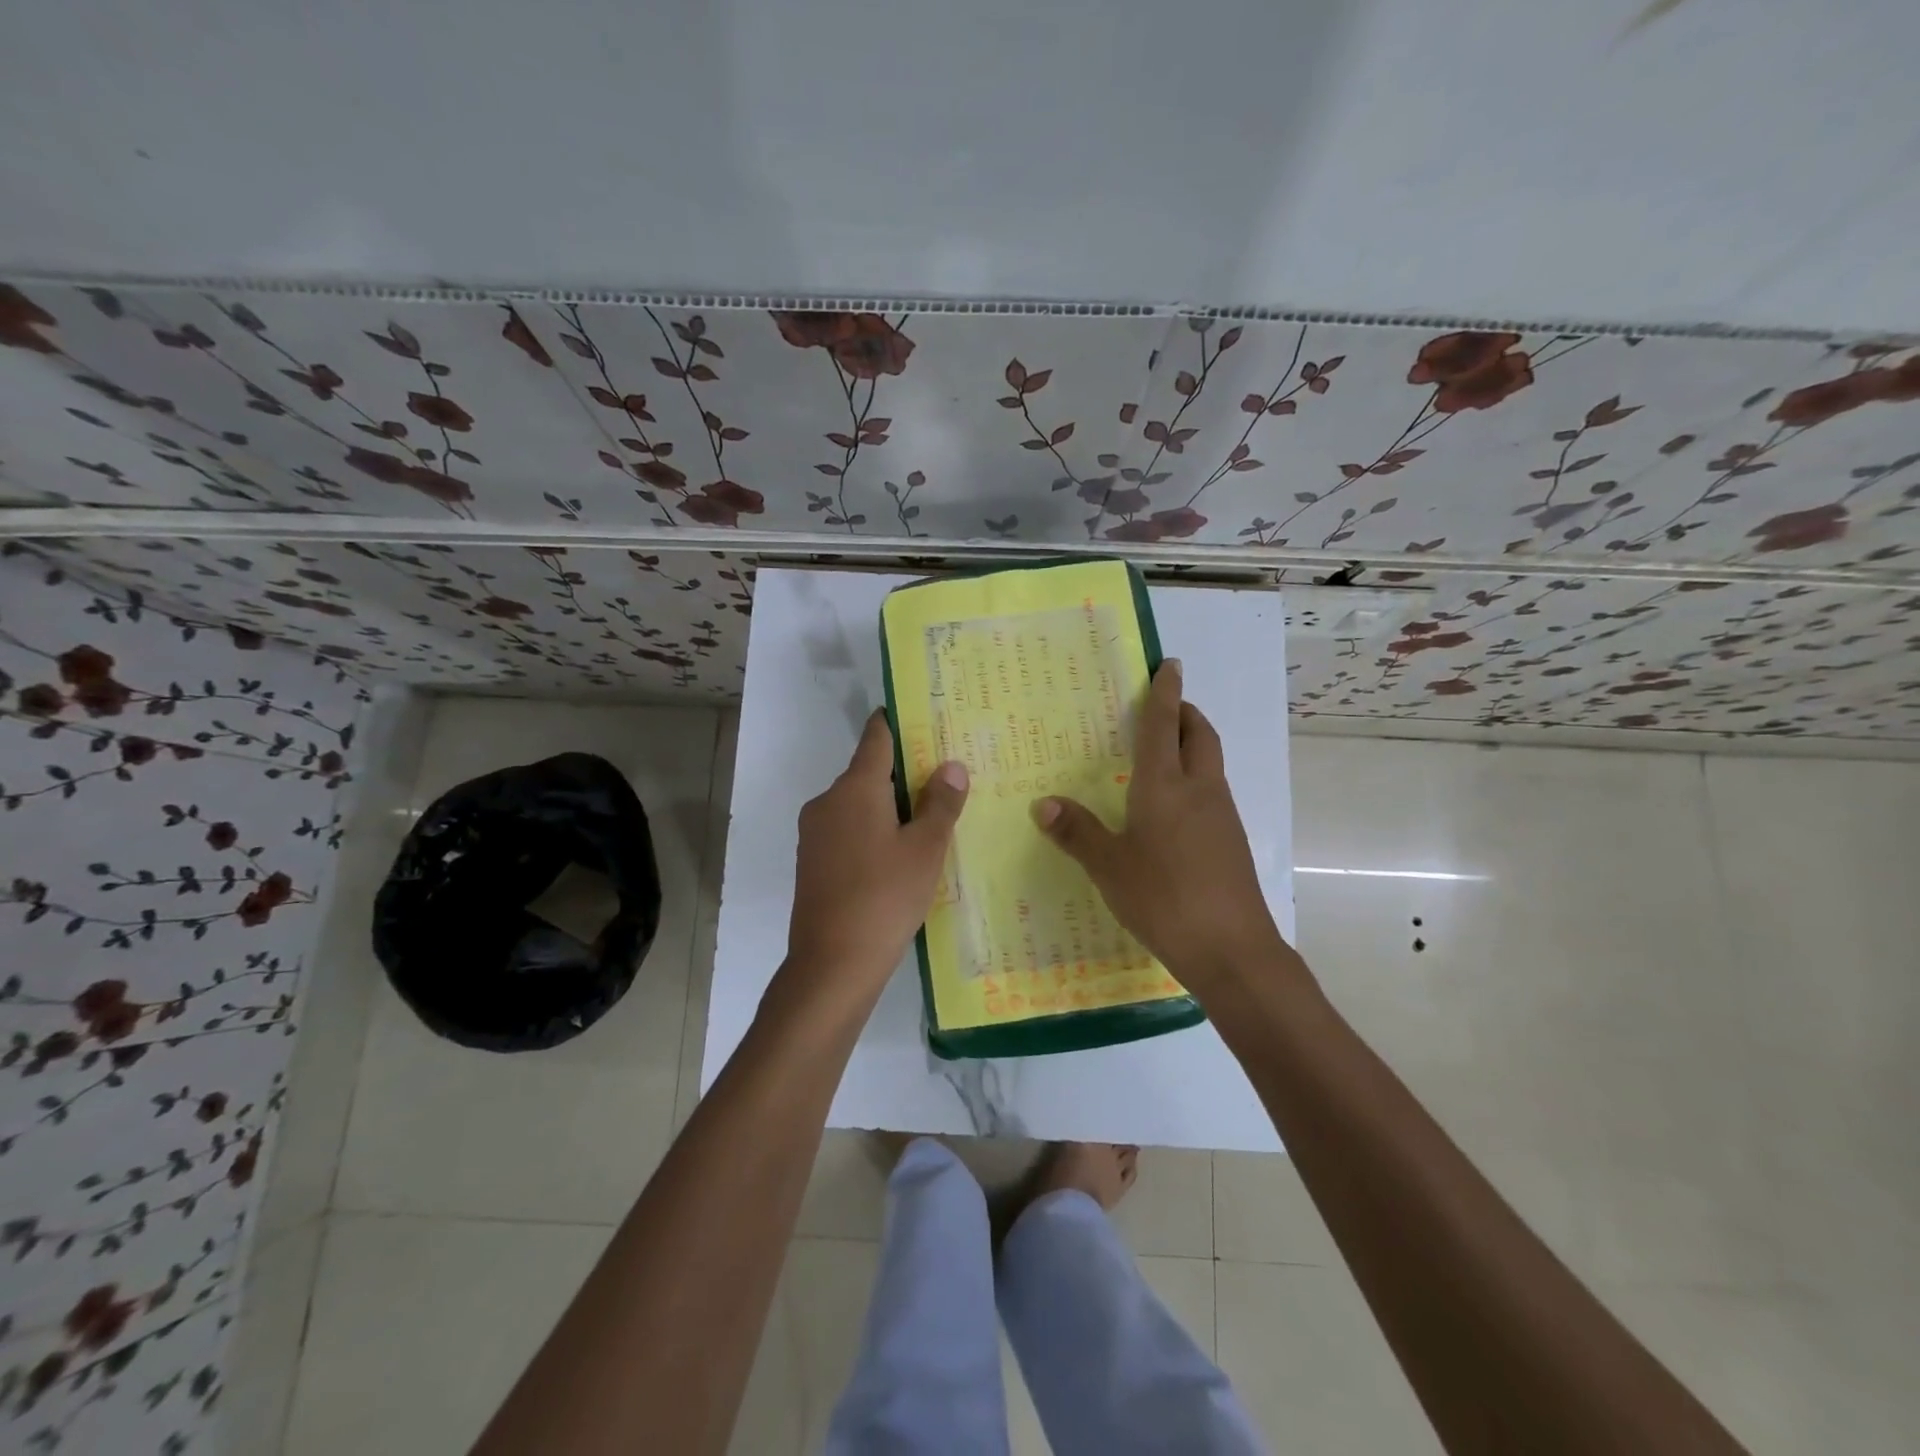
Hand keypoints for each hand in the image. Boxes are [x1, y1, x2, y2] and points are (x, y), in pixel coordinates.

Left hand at [780, 710, 968, 1013]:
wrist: (833, 963)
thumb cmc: (885, 896)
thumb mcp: (925, 849)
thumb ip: (940, 803)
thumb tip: (951, 766)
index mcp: (855, 788)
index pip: (877, 737)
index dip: (898, 723)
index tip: (922, 717)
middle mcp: (828, 801)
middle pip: (868, 772)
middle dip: (903, 772)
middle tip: (944, 778)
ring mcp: (815, 833)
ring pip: (858, 805)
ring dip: (888, 805)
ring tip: (928, 819)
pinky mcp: (812, 861)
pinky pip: (847, 830)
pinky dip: (872, 830)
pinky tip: (897, 855)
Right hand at [1032, 660, 1291, 993]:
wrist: (1232, 949)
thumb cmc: (1164, 898)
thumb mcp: (1109, 866)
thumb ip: (1077, 833)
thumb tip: (1043, 803)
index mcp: (1165, 786)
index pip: (1164, 725)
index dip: (1164, 692)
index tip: (1169, 664)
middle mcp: (1199, 790)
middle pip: (1200, 735)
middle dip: (1185, 713)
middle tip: (1165, 706)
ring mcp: (1221, 816)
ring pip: (1210, 763)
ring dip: (1192, 745)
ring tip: (1164, 752)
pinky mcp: (1231, 841)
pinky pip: (1212, 792)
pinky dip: (1195, 780)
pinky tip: (1173, 808)